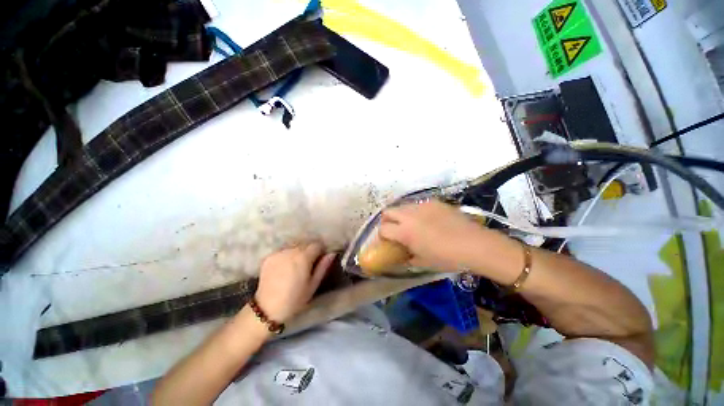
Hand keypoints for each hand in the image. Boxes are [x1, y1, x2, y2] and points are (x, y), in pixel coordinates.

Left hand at [254, 243, 334, 322]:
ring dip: (298, 251)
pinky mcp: (269, 256)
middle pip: (305, 243)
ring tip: (296, 264)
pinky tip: (285, 266)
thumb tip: (331, 253)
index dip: (320, 250)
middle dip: (309, 250)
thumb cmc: (295, 299)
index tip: (320, 259)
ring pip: (294, 245)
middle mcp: (291, 250)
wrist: (267, 309)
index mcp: (304, 257)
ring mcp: (279, 252)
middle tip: (308, 263)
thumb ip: (323, 267)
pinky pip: (283, 250)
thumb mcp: (313, 285)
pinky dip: (287, 254)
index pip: (317, 244)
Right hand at [379, 200, 489, 271]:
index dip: (382, 236)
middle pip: (388, 212)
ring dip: (401, 215)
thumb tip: (403, 255)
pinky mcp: (434, 202)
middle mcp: (409, 215)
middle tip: (394, 230)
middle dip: (387, 220)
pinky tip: (428, 220)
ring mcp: (422, 206)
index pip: (383, 229)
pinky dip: (417, 212)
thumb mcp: (424, 262)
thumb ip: (408, 257)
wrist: (474, 244)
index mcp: (405, 232)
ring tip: (412, 224)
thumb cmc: (447, 257)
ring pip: (403, 206)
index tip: (386, 241)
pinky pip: (419, 205)